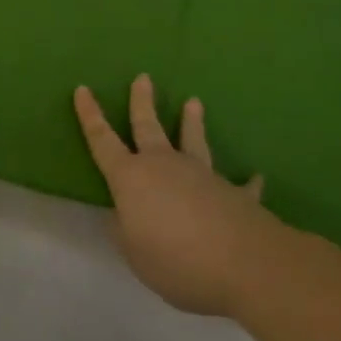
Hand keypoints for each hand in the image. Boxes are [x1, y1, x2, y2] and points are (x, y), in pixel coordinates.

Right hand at [74, 75, 273, 315]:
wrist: (243, 263)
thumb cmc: (176, 259)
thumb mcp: (134, 254)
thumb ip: (124, 231)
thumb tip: (121, 215)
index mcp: (131, 178)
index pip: (102, 141)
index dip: (90, 116)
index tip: (83, 89)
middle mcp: (163, 165)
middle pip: (148, 127)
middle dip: (142, 102)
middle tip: (143, 77)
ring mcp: (201, 175)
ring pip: (192, 141)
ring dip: (192, 122)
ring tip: (194, 102)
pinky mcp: (234, 193)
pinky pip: (240, 185)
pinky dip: (248, 182)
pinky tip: (257, 177)